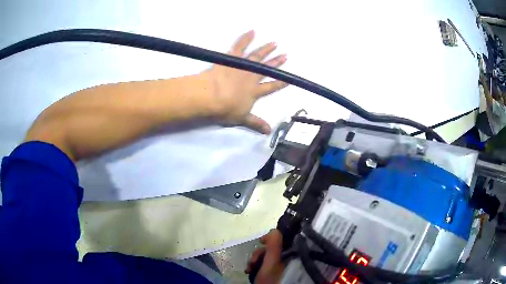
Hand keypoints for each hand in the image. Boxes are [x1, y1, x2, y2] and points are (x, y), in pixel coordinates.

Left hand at [204, 31, 287, 133]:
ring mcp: (242, 66)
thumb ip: (255, 123)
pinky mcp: (231, 59)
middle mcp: (251, 76)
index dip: (280, 83)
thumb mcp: (242, 119)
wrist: (210, 96)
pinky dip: (245, 38)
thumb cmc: (225, 109)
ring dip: (266, 49)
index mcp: (254, 91)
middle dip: (276, 63)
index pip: (271, 86)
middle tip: (285, 55)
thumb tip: (269, 132)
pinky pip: (239, 46)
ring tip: (274, 43)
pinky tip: (252, 31)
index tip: (289, 79)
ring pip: (257, 56)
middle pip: (266, 69)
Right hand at [246, 229, 284, 283]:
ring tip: (249, 268)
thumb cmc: (270, 279)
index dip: (271, 238)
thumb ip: (274, 245)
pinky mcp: (271, 271)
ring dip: (254, 259)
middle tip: (253, 261)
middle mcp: (286, 259)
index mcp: (290, 255)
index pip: (283, 240)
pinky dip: (254, 265)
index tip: (261, 241)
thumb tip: (274, 229)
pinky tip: (248, 270)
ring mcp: (278, 266)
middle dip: (259, 253)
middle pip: (272, 248)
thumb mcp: (272, 261)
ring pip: (265, 256)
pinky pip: (262, 263)